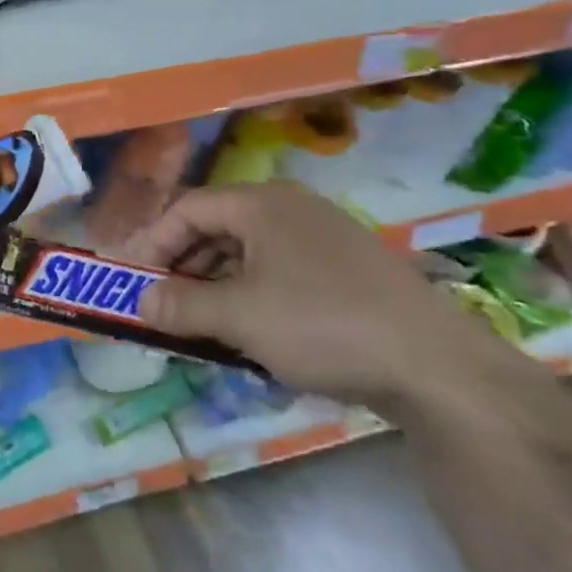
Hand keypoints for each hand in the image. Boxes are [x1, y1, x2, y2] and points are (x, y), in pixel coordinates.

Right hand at [127, 181, 518, 416]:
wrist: (437, 368)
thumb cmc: (323, 326)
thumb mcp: (239, 317)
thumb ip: (181, 305)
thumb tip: (141, 300)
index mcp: (262, 204)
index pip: (187, 209)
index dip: (153, 242)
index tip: (134, 279)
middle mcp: (291, 208)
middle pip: (217, 227)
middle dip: (184, 266)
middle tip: (163, 304)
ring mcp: (324, 237)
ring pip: (249, 252)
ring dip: (216, 284)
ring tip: (201, 324)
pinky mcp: (348, 270)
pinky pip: (281, 271)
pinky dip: (253, 294)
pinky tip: (252, 332)